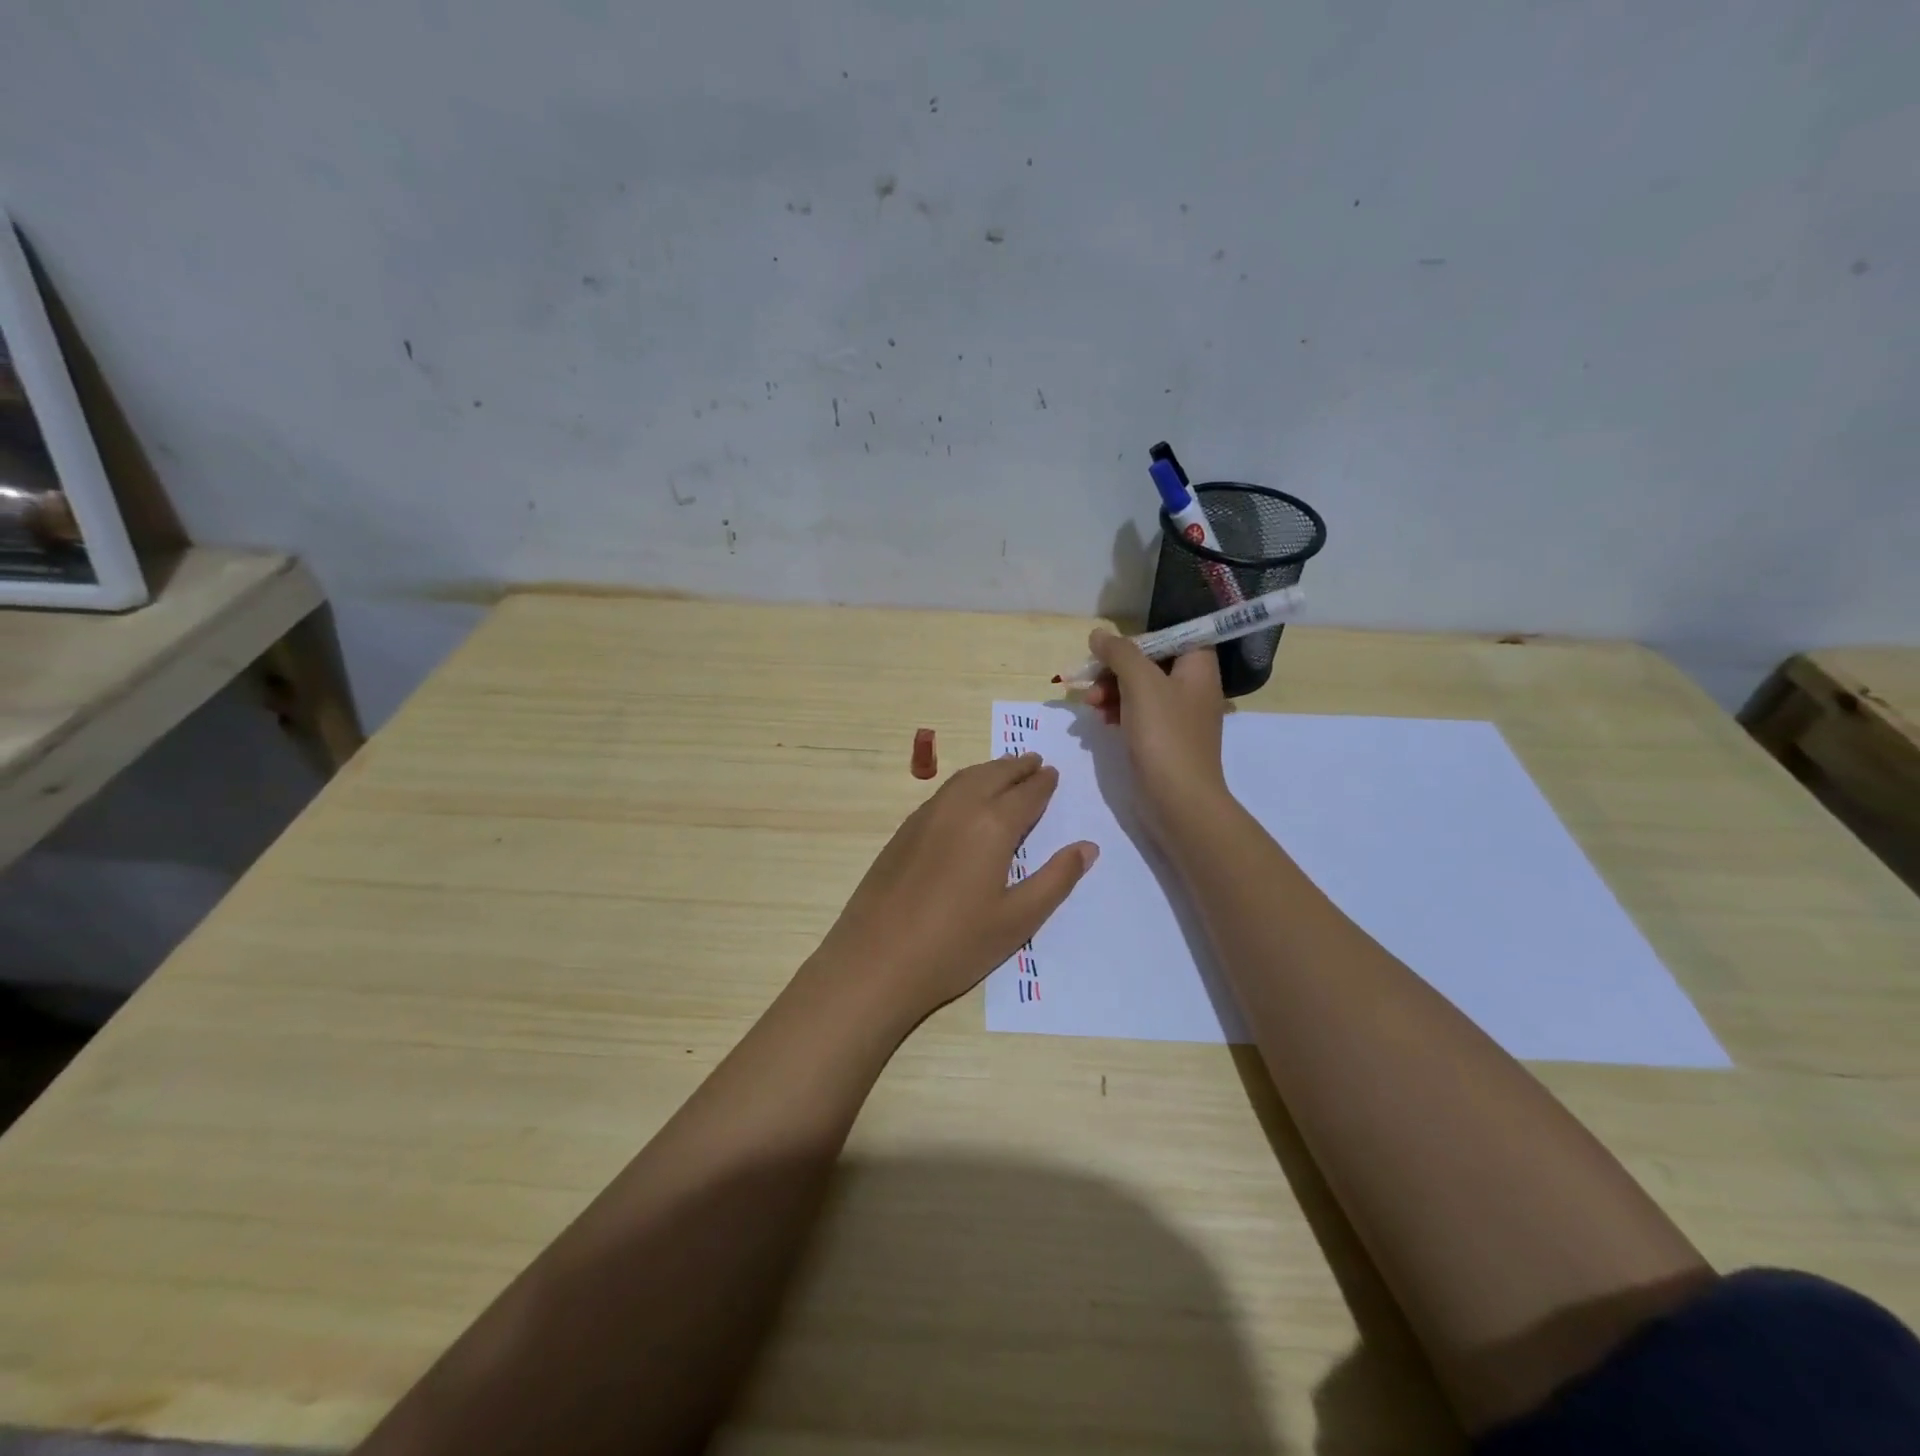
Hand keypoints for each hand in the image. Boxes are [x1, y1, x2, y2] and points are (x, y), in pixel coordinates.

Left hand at [808, 753, 1097, 1029]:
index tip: (1053, 773)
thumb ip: (1055, 879)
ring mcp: (925, 817)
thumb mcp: (1018, 920)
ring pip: (964, 779)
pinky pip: (942, 793)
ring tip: (1005, 770)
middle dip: (1017, 766)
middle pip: (993, 776)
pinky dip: (964, 784)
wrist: (876, 961)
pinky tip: (966, 799)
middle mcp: (958, 809)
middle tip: (1035, 761)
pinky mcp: (903, 832)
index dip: (1042, 783)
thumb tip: (1088, 847)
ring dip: (989, 770)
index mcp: (991, 826)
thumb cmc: (956, 945)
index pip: (1025, 794)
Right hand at [1083, 634, 1231, 834]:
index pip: (1170, 636)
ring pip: (1139, 690)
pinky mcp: (1164, 740)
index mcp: (1198, 667)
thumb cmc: (1165, 735)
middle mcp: (1192, 687)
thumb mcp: (1141, 683)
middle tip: (1090, 683)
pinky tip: (1100, 721)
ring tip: (1089, 706)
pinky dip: (1117, 713)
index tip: (1110, 653)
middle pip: (1149, 663)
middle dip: (1115, 670)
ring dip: (1110, 692)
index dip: (1138, 641)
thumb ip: (1120, 653)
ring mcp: (1178, 716)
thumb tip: (1098, 634)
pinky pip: (1138, 714)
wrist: (1178, 800)